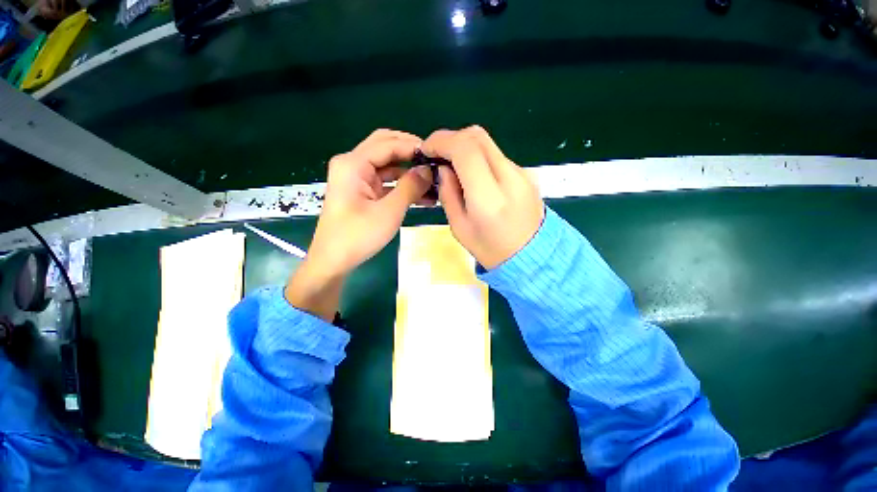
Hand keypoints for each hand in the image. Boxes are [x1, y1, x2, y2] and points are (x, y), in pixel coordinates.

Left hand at [286, 129, 433, 319]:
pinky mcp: (362, 192)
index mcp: (353, 164)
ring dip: (409, 172)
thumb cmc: (358, 236)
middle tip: (434, 162)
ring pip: (388, 166)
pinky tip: (423, 196)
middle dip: (410, 153)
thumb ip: (410, 187)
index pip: (388, 144)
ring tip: (433, 181)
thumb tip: (428, 170)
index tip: (436, 155)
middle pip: (385, 148)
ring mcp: (357, 179)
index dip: (413, 146)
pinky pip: (386, 182)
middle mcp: (353, 165)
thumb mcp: (389, 212)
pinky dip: (402, 186)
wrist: (334, 261)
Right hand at [422, 126, 543, 269]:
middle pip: (477, 136)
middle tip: (437, 156)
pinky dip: (479, 158)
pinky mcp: (527, 174)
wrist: (532, 257)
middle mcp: (509, 177)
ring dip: (465, 148)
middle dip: (451, 139)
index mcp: (489, 197)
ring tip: (454, 168)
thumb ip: (448, 194)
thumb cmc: (491, 249)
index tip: (426, 150)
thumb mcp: (459, 228)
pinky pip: (497, 156)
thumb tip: (443, 168)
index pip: (465, 149)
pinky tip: (474, 177)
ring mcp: (522, 173)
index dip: (441, 141)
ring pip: (488, 144)